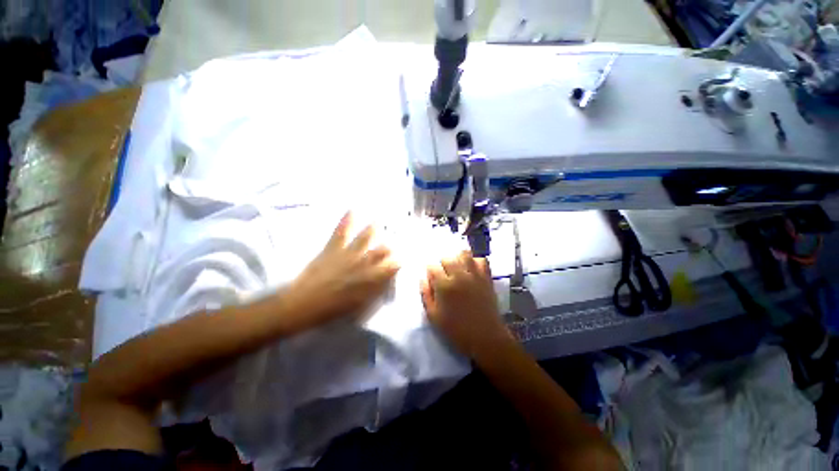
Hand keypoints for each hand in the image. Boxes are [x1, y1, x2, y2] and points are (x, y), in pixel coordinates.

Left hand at [283, 212, 399, 330]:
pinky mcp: (333, 248)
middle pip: (381, 250)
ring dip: (373, 229)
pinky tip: (352, 210)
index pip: (391, 267)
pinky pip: (341, 232)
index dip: (398, 262)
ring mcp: (348, 253)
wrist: (303, 304)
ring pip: (365, 238)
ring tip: (378, 221)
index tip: (401, 259)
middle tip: (391, 242)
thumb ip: (376, 291)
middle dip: (389, 246)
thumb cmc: (333, 309)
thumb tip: (386, 280)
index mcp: (370, 279)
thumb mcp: (360, 305)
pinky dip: (346, 220)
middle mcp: (363, 263)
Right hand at [421, 251, 509, 358]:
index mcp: (444, 285)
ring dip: (457, 258)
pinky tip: (472, 269)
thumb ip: (426, 295)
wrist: (486, 337)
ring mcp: (474, 275)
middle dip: (441, 264)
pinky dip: (475, 261)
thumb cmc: (457, 330)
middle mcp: (459, 276)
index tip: (431, 277)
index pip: (432, 267)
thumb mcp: (434, 317)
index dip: (429, 271)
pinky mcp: (486, 278)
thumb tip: (423, 279)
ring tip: (457, 268)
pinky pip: (482, 260)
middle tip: (443, 274)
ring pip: (464, 254)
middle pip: (447, 257)